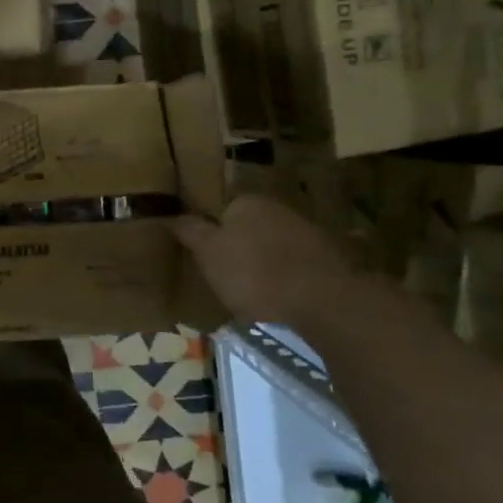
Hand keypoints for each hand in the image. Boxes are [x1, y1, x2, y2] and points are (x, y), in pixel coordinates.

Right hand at [174, 194, 355, 327]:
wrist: (321, 300)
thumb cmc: (253, 273)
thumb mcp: (208, 253)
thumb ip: (190, 231)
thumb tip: (172, 215)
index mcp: (247, 202)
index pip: (221, 210)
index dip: (211, 233)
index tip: (205, 257)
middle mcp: (279, 209)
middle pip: (249, 226)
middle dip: (239, 246)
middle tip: (226, 276)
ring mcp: (308, 232)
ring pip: (274, 245)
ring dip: (265, 262)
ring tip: (253, 292)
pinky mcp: (329, 258)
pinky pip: (296, 263)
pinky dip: (287, 276)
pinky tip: (281, 297)